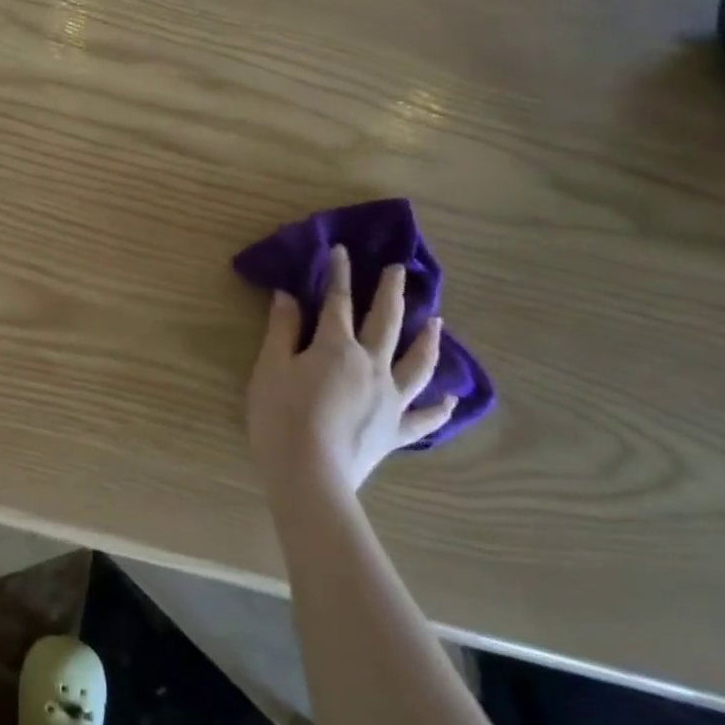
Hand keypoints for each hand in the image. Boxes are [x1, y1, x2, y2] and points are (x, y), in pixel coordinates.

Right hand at [245, 249, 455, 494]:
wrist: (309, 474)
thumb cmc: (281, 416)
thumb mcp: (271, 367)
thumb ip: (282, 329)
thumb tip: (288, 295)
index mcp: (336, 346)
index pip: (337, 301)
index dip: (338, 273)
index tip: (342, 250)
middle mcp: (371, 365)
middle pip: (386, 322)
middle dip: (390, 292)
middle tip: (399, 269)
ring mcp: (390, 399)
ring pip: (416, 363)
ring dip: (428, 339)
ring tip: (437, 321)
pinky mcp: (396, 430)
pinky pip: (424, 417)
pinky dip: (440, 407)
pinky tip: (453, 399)